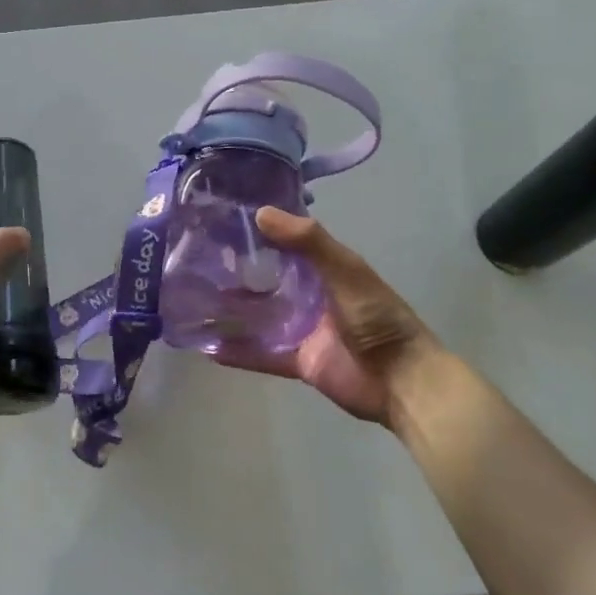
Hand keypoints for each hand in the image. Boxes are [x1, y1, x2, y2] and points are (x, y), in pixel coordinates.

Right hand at [215, 207, 442, 427]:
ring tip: (192, 302)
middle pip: (268, 280)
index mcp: (325, 268)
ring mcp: (304, 330)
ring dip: (232, 312)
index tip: (221, 221)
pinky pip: (262, 355)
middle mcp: (311, 295)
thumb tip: (260, 213)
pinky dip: (238, 352)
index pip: (286, 243)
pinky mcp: (299, 361)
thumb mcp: (346, 271)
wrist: (402, 381)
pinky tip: (208, 348)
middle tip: (196, 262)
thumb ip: (308, 242)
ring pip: (260, 317)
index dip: (258, 233)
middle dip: (237, 273)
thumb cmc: (377, 318)